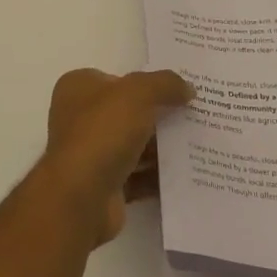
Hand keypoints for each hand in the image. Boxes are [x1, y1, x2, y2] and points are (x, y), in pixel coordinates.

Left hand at [40, 68, 193, 244]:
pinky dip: (159, 175)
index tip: (178, 90)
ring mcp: (90, 153)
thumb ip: (165, 84)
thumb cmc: (103, 132)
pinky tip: (188, 173)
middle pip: (128, 112)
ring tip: (198, 144)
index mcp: (78, 88)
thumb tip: (187, 89)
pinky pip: (138, 175)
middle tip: (194, 116)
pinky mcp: (103, 185)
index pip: (117, 79)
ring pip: (134, 144)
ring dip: (162, 147)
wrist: (81, 197)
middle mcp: (79, 118)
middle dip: (159, 115)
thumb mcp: (138, 93)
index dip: (146, 82)